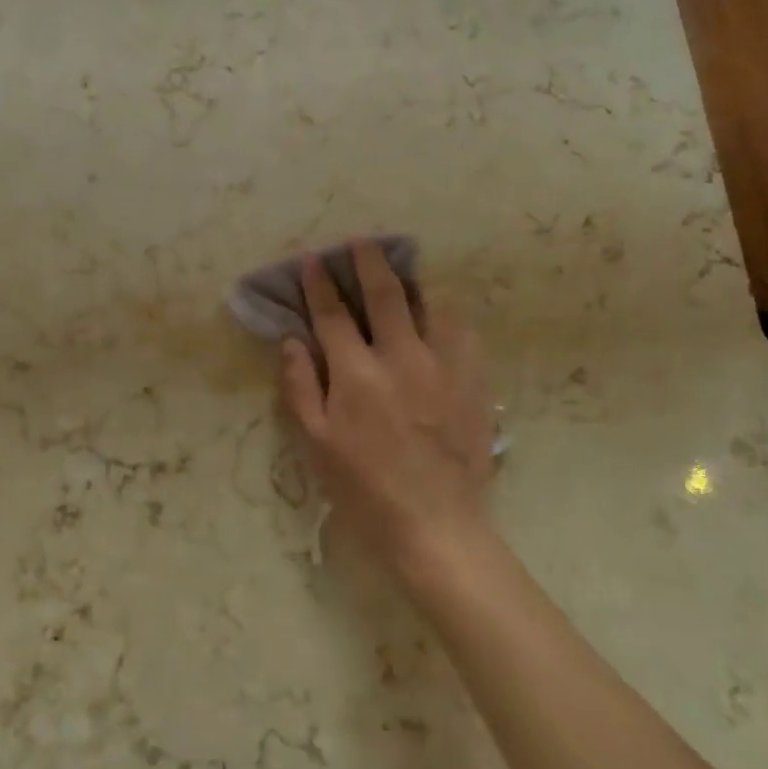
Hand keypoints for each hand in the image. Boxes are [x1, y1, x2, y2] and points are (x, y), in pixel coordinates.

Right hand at [279, 242, 494, 588]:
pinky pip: (463, 332)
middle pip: (384, 293)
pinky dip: (446, 314)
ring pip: (430, 304)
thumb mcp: (316, 443)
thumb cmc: (363, 489)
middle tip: (359, 241)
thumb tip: (293, 340)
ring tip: (402, 269)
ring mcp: (443, 367)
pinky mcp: (474, 382)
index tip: (313, 261)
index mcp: (357, 375)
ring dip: (411, 281)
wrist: (435, 527)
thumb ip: (301, 386)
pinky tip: (438, 313)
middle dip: (367, 260)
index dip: (319, 283)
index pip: (333, 313)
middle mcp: (401, 358)